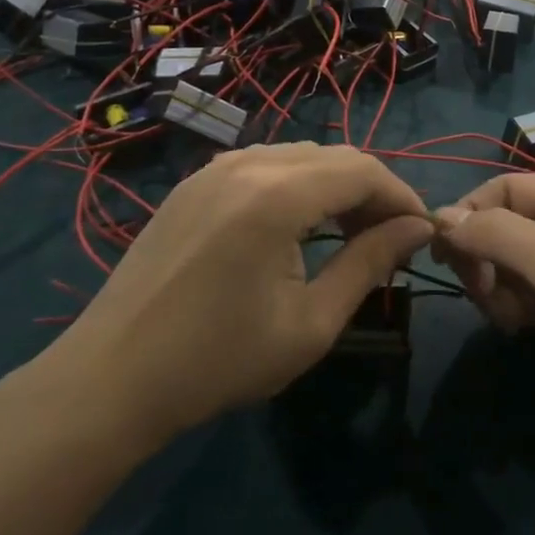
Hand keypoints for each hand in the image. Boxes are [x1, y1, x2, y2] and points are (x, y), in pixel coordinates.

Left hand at [41, 144, 432, 447]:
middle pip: (334, 156)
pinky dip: (297, 184)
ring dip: (335, 185)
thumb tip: (417, 229)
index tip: (422, 233)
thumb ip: (369, 264)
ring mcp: (214, 167)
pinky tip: (299, 225)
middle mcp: (247, 163)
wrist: (112, 377)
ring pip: (299, 156)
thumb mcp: (310, 323)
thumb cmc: (218, 360)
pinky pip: (263, 164)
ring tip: (351, 233)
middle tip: (391, 238)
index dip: (402, 197)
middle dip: (373, 191)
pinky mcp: (194, 182)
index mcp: (277, 195)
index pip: (363, 171)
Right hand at [434, 176, 534, 462]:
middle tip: (481, 292)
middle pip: (502, 223)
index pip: (505, 187)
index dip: (471, 214)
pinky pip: (521, 289)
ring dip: (497, 286)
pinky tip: (520, 328)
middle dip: (484, 256)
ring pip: (506, 260)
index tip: (443, 253)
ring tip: (511, 317)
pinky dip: (511, 306)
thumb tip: (441, 216)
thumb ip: (497, 234)